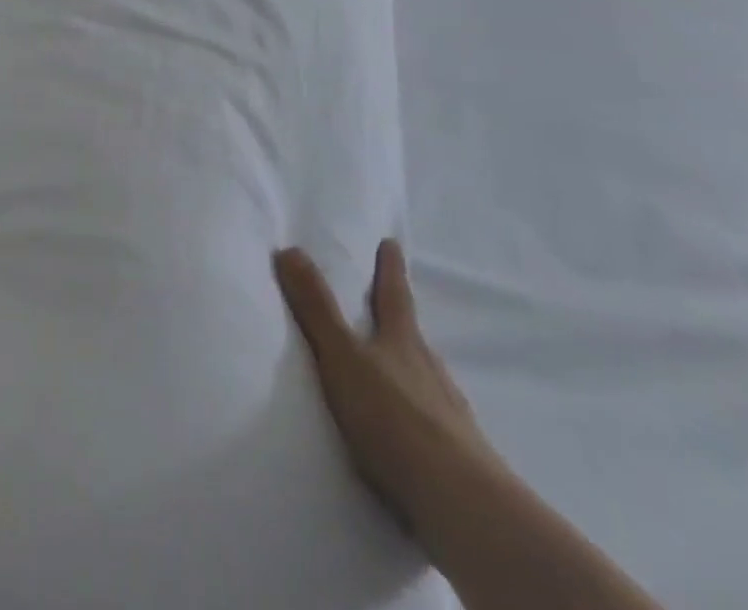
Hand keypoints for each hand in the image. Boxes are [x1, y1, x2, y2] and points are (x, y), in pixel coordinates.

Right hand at [274, 239, 499, 528]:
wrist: (459, 503)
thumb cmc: (393, 418)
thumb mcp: (342, 357)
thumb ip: (316, 308)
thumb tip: (288, 248)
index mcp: (403, 342)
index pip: (394, 295)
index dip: (390, 269)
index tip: (392, 244)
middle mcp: (430, 370)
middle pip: (414, 338)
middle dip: (401, 323)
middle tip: (392, 311)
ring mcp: (449, 415)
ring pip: (427, 382)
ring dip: (411, 374)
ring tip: (398, 376)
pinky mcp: (459, 459)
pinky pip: (435, 427)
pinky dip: (421, 421)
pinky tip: (413, 436)